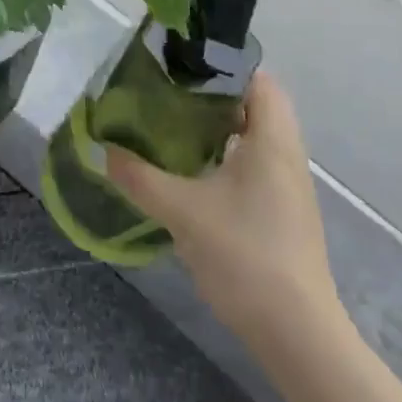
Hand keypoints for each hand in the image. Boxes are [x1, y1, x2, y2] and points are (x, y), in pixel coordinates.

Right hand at [106, 74, 345, 348]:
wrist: (298, 335)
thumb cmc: (245, 255)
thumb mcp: (182, 211)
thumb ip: (139, 177)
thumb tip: (104, 151)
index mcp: (273, 139)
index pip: (257, 79)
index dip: (222, 67)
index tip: (181, 68)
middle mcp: (287, 154)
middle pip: (255, 105)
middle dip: (213, 97)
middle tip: (169, 96)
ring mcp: (289, 186)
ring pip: (255, 137)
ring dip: (219, 129)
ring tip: (173, 128)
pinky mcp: (284, 212)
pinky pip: (256, 164)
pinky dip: (227, 156)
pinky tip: (193, 173)